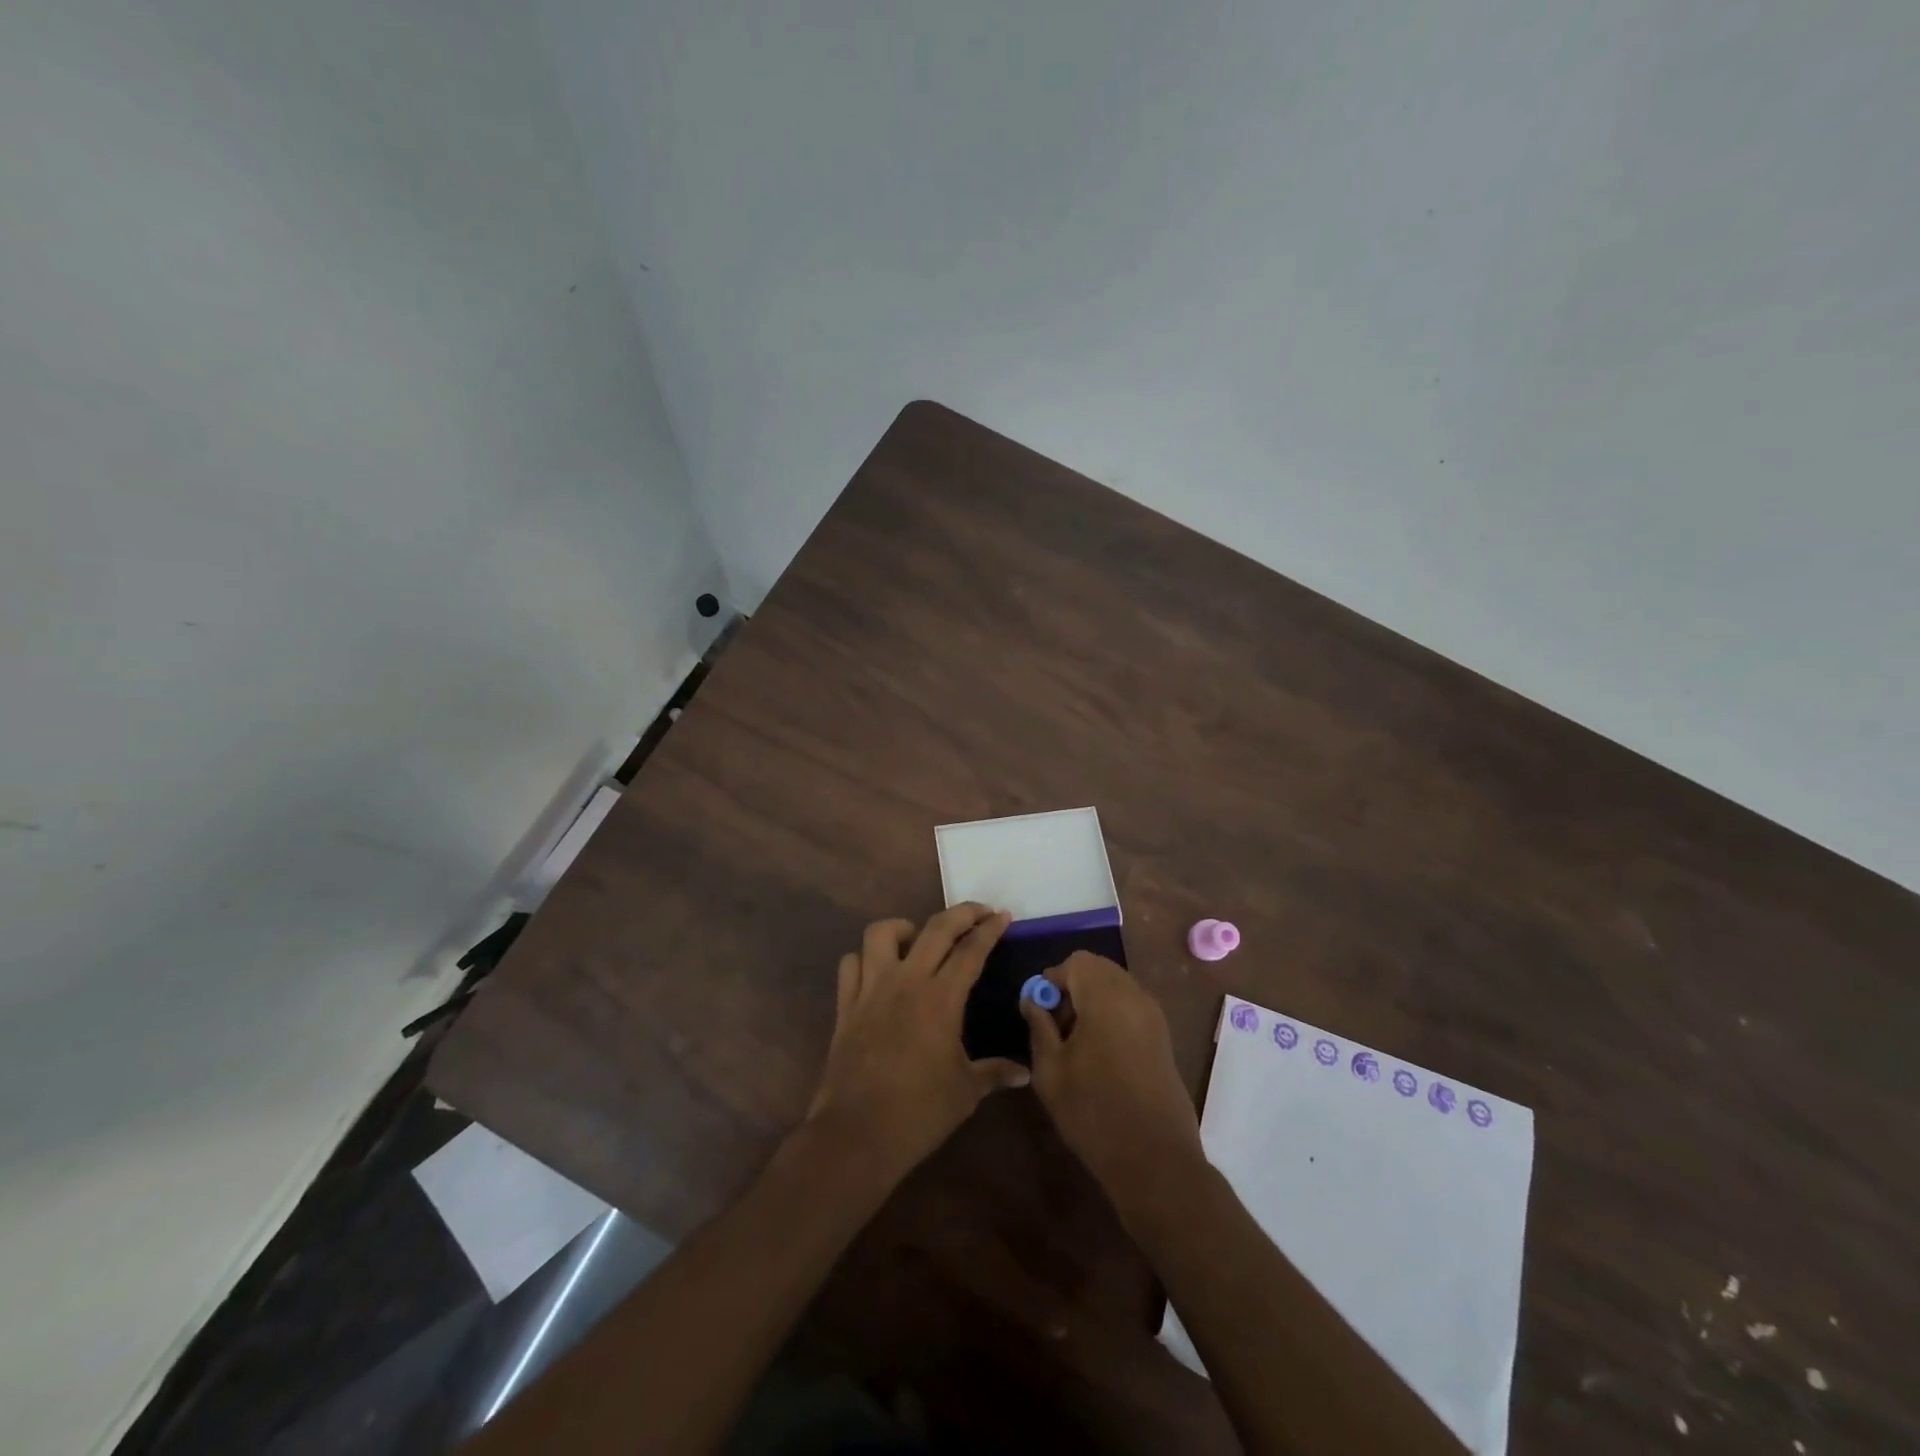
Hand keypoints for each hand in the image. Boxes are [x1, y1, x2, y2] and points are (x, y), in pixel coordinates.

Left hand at [804, 904, 1029, 1182]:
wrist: (857, 1134)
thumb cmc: (919, 1112)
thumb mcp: (966, 1092)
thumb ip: (995, 1073)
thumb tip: (1024, 1073)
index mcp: (941, 998)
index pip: (971, 950)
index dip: (989, 929)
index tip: (1003, 915)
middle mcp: (906, 981)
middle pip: (935, 928)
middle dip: (961, 913)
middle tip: (979, 911)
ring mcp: (871, 989)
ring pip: (881, 933)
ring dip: (904, 928)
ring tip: (918, 940)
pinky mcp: (846, 1006)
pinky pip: (851, 965)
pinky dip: (865, 959)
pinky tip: (878, 972)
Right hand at [1020, 951, 1205, 1196]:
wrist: (1154, 1159)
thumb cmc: (1093, 1111)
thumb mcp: (1050, 1069)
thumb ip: (1039, 1026)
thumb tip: (1034, 1000)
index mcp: (1106, 996)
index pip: (1076, 961)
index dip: (1053, 979)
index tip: (1040, 1011)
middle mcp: (1135, 995)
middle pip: (1098, 970)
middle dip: (1073, 987)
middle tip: (1056, 1026)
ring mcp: (1154, 1016)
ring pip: (1116, 987)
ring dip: (1092, 1001)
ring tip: (1075, 1043)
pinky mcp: (1163, 1038)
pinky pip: (1131, 1007)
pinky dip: (1111, 1015)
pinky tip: (1099, 1054)